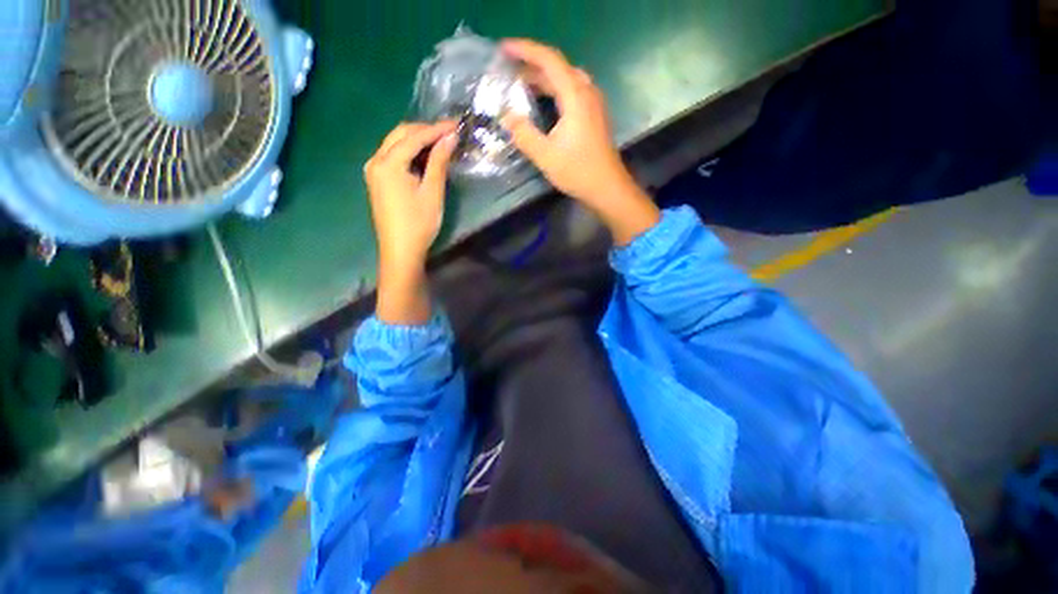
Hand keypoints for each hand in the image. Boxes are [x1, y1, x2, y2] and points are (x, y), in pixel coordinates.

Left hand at [364, 121, 457, 323]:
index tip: (456, 125)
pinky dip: (409, 151)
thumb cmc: (419, 224)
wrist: (400, 250)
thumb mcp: (432, 192)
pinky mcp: (377, 179)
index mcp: (388, 163)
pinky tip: (424, 155)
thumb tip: (450, 138)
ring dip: (417, 139)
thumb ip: (439, 162)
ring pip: (395, 143)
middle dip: (425, 130)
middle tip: (449, 132)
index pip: (414, 137)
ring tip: (440, 141)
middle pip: (400, 134)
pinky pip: (392, 155)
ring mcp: (373, 170)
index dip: (436, 129)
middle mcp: (375, 160)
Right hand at [500, 39, 659, 244]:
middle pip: (558, 68)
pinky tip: (544, 103)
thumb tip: (507, 117)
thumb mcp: (545, 155)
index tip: (503, 49)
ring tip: (522, 85)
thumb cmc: (578, 171)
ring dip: (544, 78)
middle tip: (509, 71)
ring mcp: (593, 104)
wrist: (607, 188)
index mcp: (575, 96)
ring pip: (566, 79)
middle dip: (532, 65)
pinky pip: (572, 92)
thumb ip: (524, 134)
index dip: (525, 50)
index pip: (549, 60)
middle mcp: (587, 93)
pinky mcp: (595, 116)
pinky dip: (555, 91)